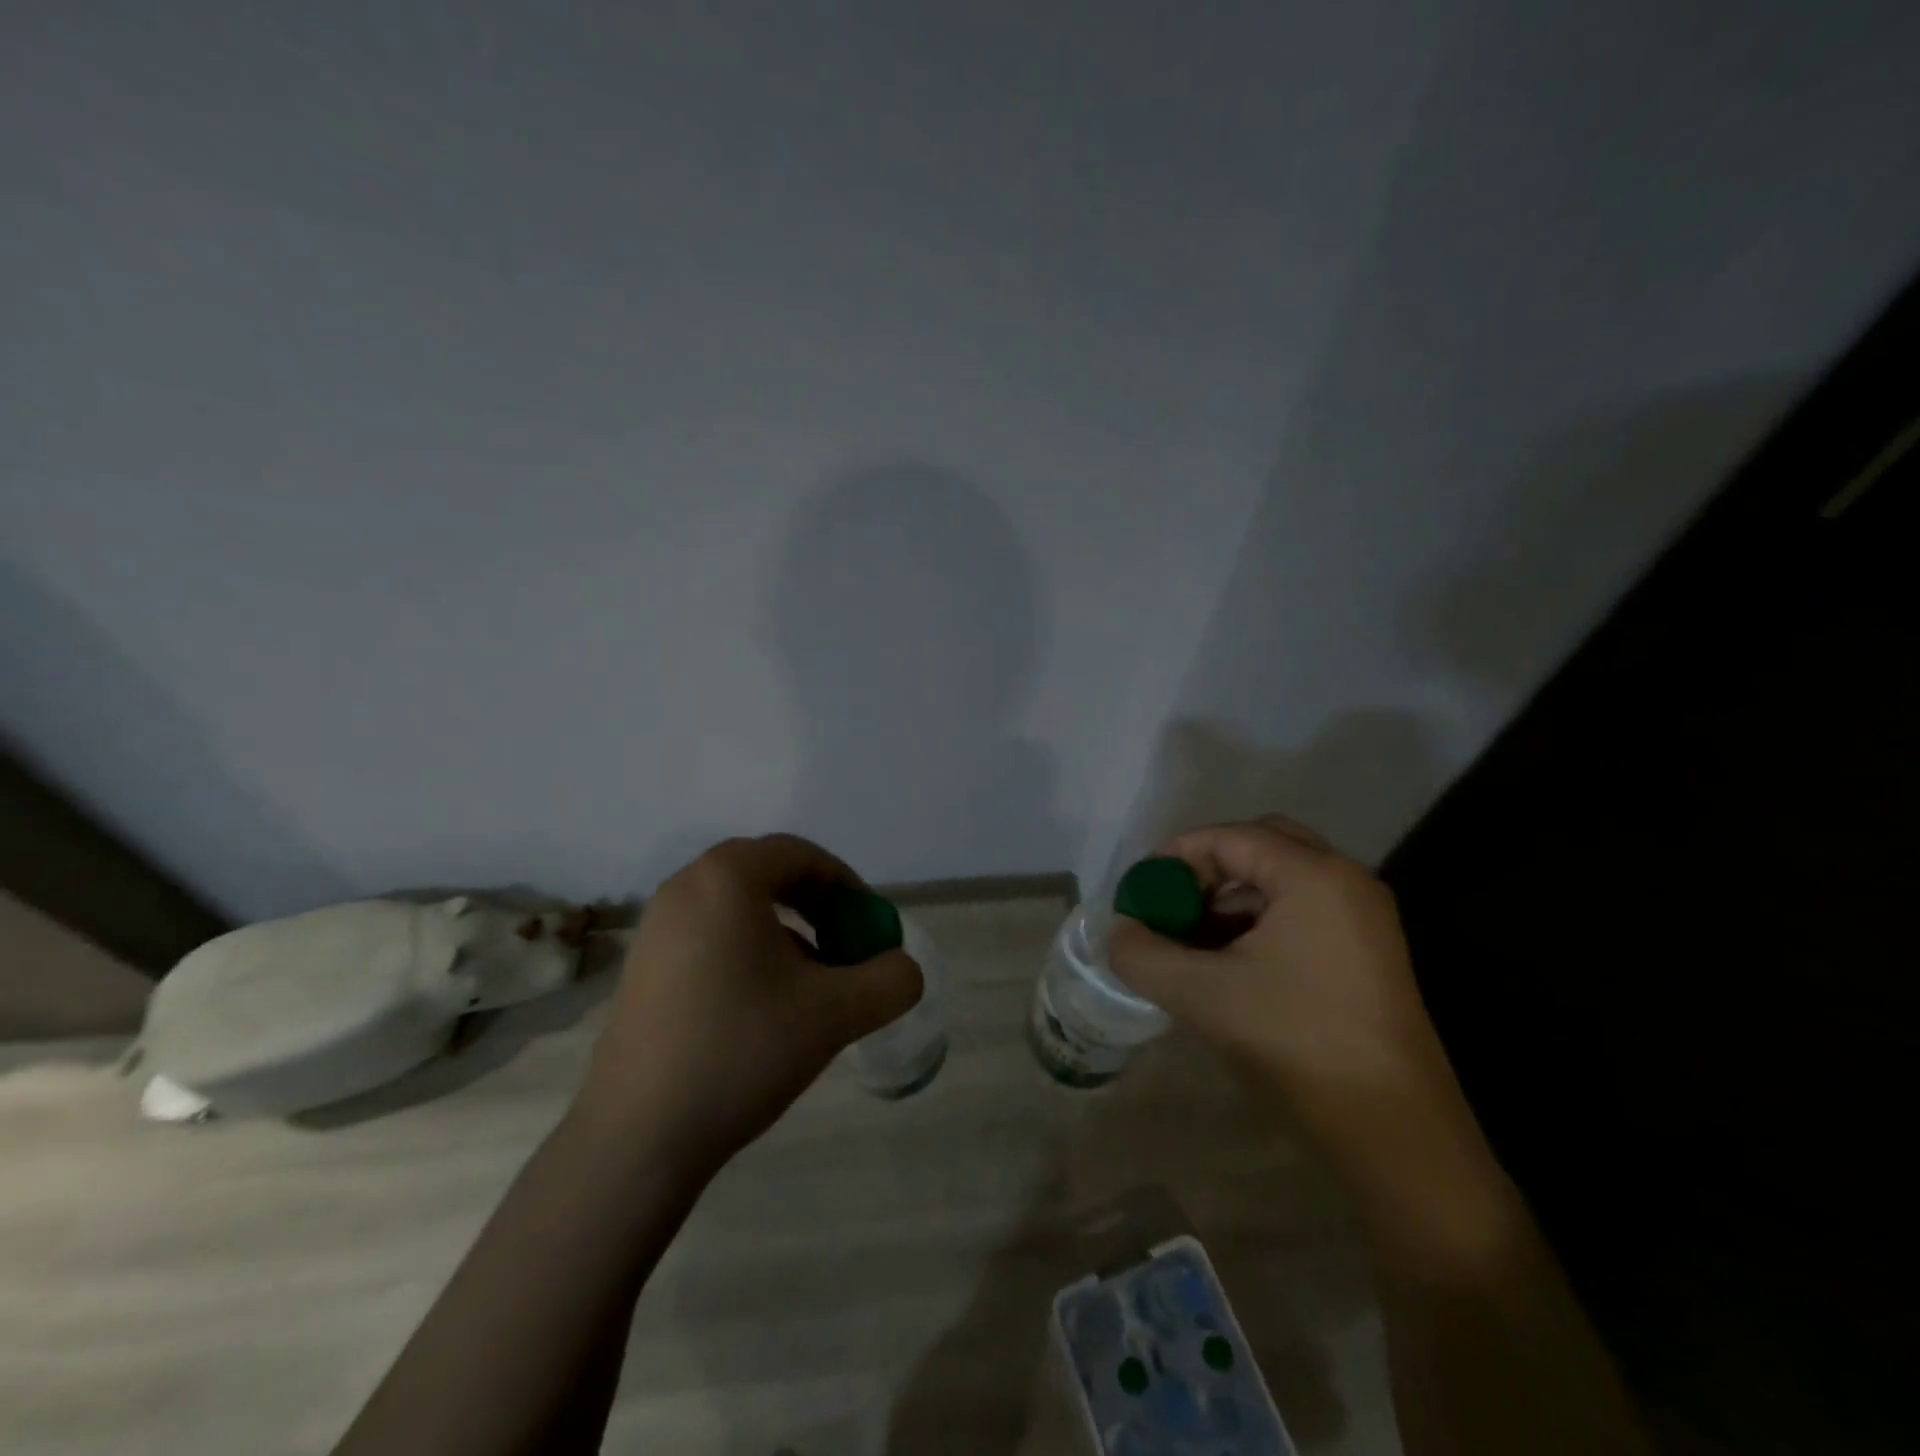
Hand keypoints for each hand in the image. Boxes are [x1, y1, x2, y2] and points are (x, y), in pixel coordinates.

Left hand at [575, 835, 921, 1170]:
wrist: (638, 1135)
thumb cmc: (742, 1050)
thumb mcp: (836, 1013)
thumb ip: (890, 980)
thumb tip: (902, 968)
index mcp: (726, 879)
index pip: (800, 854)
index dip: (846, 884)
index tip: (869, 924)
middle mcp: (686, 887)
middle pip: (768, 873)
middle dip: (817, 903)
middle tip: (845, 943)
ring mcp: (657, 926)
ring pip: (739, 906)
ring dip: (786, 929)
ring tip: (812, 980)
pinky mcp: (644, 965)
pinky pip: (711, 933)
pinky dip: (750, 949)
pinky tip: (766, 1003)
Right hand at [1109, 818, 1493, 1206]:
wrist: (1394, 1128)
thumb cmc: (1297, 1040)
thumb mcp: (1203, 994)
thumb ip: (1143, 954)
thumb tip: (1117, 932)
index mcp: (1313, 876)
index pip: (1229, 837)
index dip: (1176, 856)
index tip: (1141, 891)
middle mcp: (1345, 881)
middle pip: (1261, 845)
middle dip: (1208, 869)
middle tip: (1173, 905)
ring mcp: (1364, 916)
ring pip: (1282, 879)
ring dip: (1232, 898)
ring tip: (1194, 940)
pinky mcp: (1370, 950)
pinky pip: (1303, 910)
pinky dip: (1260, 921)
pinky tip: (1231, 962)